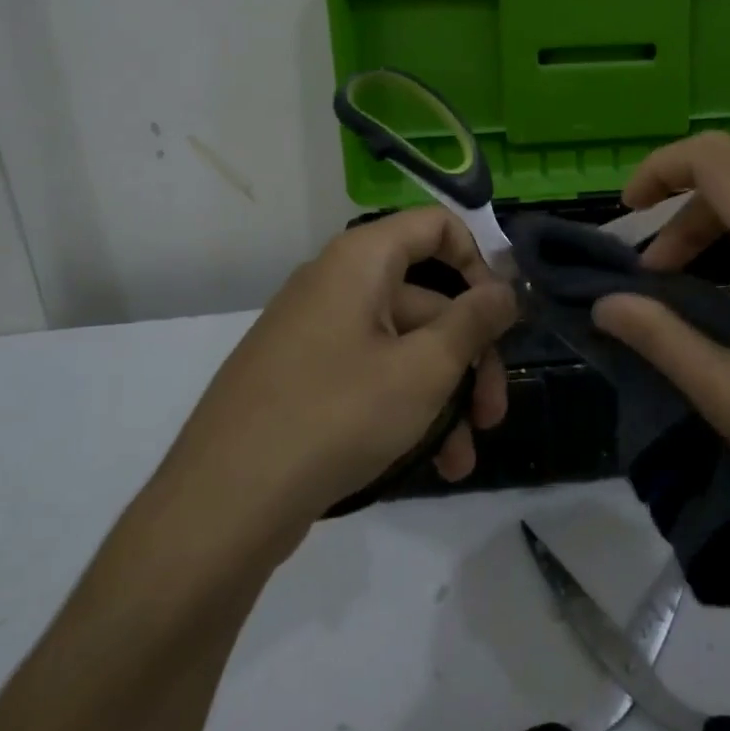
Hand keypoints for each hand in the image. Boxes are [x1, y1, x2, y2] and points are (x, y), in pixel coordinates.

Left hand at [163, 209, 517, 537]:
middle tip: (492, 415)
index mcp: (361, 260)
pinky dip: (405, 407)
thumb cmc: (337, 415)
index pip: (436, 227)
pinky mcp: (303, 378)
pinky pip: (371, 375)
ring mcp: (316, 334)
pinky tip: (430, 464)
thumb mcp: (424, 368)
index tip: (500, 317)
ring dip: (443, 397)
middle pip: (427, 300)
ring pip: (403, 348)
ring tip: (462, 459)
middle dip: (469, 358)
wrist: (223, 503)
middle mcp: (337, 284)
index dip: (478, 263)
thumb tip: (506, 289)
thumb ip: (474, 322)